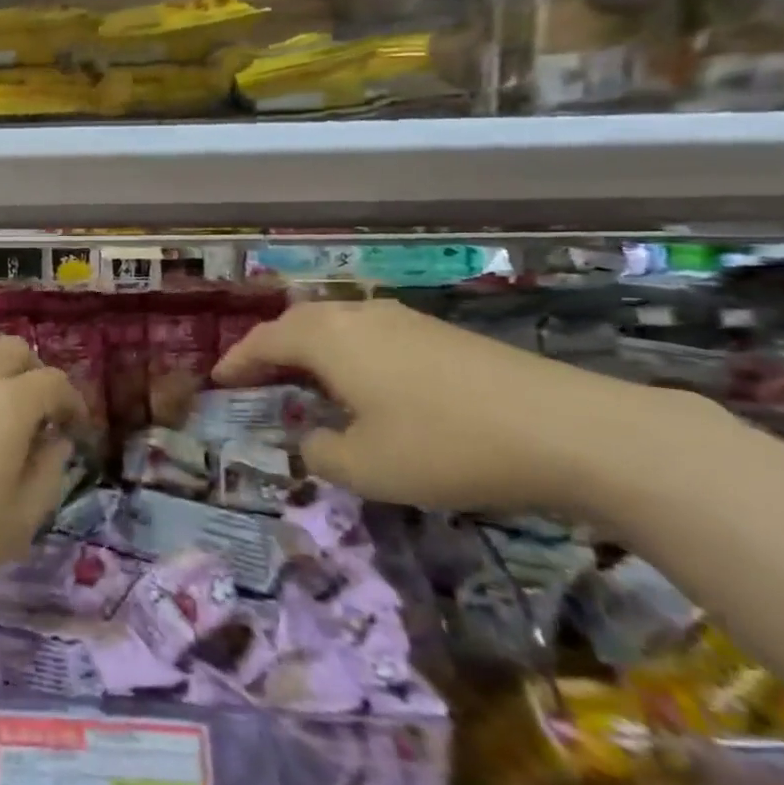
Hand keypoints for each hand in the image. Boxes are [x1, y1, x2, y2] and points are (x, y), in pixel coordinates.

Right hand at [215, 298, 668, 514]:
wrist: (566, 428)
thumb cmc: (444, 446)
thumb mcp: (365, 467)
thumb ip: (321, 452)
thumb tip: (313, 438)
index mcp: (329, 338)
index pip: (265, 340)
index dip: (238, 359)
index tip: (217, 378)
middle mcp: (360, 316)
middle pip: (299, 322)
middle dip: (271, 347)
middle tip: (256, 376)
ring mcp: (404, 320)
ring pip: (338, 324)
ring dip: (312, 348)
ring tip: (305, 379)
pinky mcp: (441, 334)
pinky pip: (371, 334)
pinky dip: (348, 353)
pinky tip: (366, 384)